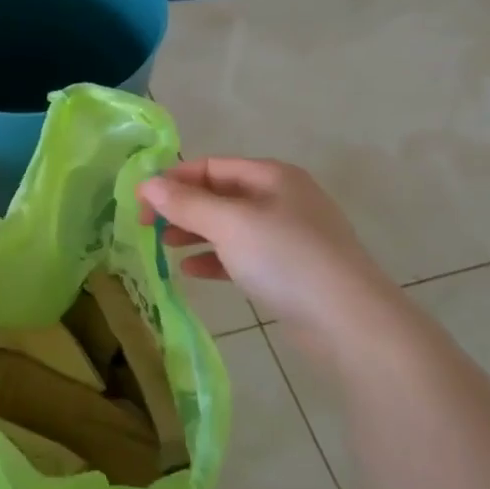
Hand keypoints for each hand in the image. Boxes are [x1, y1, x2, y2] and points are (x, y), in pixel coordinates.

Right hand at [138, 158, 414, 365]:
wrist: (350, 321)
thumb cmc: (286, 259)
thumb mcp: (229, 224)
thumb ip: (186, 203)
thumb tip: (147, 184)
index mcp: (272, 176)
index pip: (211, 166)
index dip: (173, 180)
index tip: (139, 202)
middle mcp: (282, 198)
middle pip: (220, 194)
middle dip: (182, 207)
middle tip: (146, 227)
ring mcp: (289, 235)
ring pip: (230, 226)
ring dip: (195, 232)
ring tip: (164, 246)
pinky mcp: (290, 269)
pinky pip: (243, 255)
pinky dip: (215, 259)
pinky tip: (192, 272)